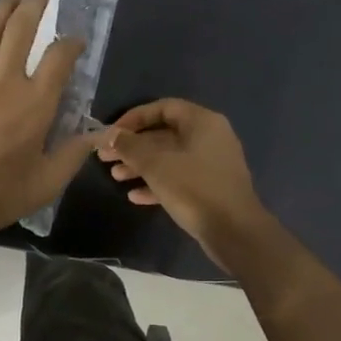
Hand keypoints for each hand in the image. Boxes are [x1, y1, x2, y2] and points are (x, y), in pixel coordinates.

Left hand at [0, 0, 98, 243]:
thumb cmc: (1, 194)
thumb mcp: (49, 180)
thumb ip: (76, 152)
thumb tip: (102, 133)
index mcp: (36, 102)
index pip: (60, 57)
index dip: (71, 43)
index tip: (75, 41)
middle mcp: (6, 80)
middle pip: (21, 29)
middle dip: (35, 5)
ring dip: (2, 7)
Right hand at [99, 99, 270, 269]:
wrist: (235, 232)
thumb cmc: (194, 188)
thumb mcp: (155, 164)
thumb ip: (130, 146)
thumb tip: (110, 135)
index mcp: (202, 122)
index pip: (162, 107)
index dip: (134, 118)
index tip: (112, 133)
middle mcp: (209, 137)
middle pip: (164, 134)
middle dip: (133, 146)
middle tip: (106, 157)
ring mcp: (212, 164)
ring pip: (169, 158)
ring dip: (141, 166)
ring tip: (115, 177)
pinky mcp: (211, 188)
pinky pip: (179, 178)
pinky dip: (157, 183)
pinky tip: (135, 196)